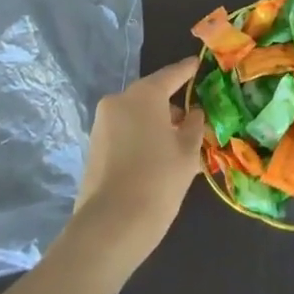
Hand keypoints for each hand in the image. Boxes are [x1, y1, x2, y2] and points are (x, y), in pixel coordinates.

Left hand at [67, 56, 205, 282]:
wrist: (110, 228)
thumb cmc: (158, 181)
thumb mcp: (187, 153)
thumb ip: (194, 125)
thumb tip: (192, 113)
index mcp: (144, 95)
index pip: (172, 74)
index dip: (188, 70)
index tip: (198, 64)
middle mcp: (119, 101)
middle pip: (152, 96)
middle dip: (172, 107)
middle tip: (193, 123)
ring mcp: (102, 125)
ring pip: (138, 116)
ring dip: (156, 126)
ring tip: (178, 149)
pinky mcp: (94, 148)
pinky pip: (125, 133)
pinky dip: (142, 139)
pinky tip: (158, 161)